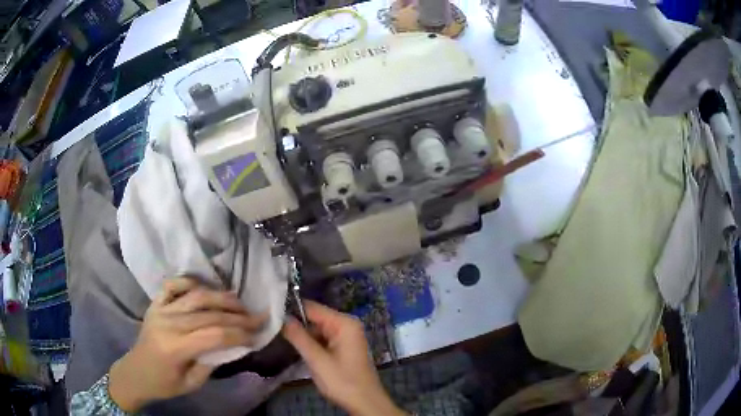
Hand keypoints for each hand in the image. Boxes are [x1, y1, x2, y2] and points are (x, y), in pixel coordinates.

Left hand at [108, 277, 266, 411]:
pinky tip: (204, 288)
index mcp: (175, 347)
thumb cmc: (165, 384)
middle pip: (208, 314)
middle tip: (257, 316)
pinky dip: (190, 282)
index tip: (257, 335)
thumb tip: (232, 345)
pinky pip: (173, 285)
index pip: (214, 335)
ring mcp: (160, 309)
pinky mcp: (155, 303)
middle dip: (237, 315)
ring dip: (220, 297)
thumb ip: (211, 363)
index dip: (239, 334)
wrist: (136, 373)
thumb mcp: (192, 383)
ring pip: (195, 296)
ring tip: (238, 301)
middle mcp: (168, 323)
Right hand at [282, 301, 405, 415]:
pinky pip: (323, 339)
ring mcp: (346, 336)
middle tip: (273, 330)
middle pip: (314, 318)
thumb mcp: (317, 360)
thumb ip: (298, 337)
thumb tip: (281, 317)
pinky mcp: (343, 347)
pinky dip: (311, 344)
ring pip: (316, 330)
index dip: (291, 310)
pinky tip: (299, 350)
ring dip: (303, 336)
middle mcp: (346, 325)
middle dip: (296, 325)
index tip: (270, 315)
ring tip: (281, 339)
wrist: (365, 403)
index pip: (312, 307)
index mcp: (344, 323)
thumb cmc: (343, 381)